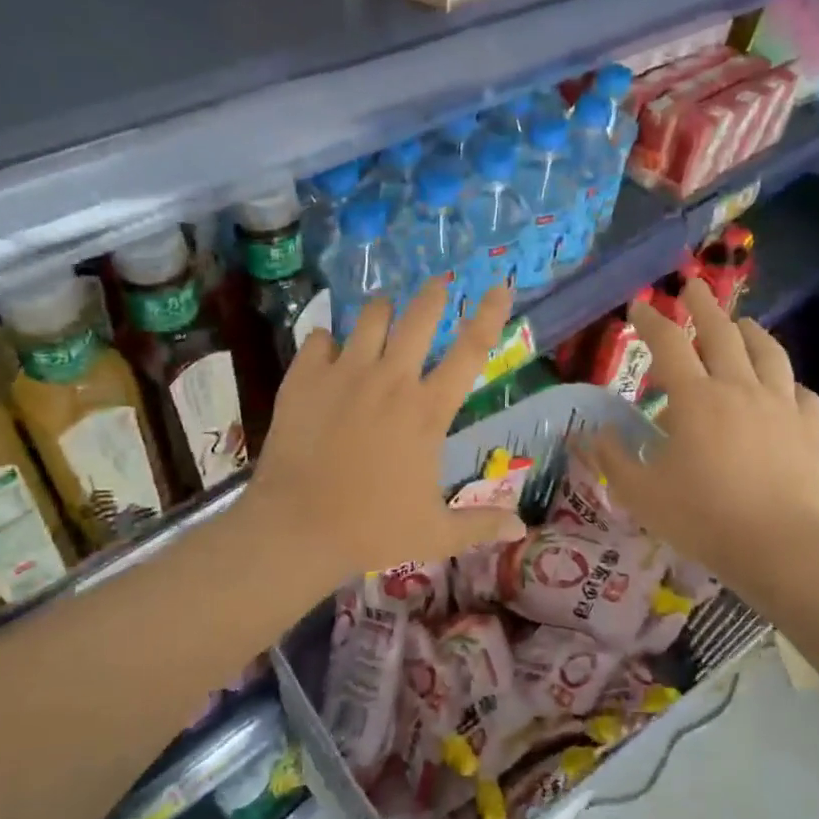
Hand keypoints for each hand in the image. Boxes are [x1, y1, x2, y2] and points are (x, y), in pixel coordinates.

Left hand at [242, 280, 526, 581]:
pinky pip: (319, 338)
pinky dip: (328, 340)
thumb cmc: (372, 530)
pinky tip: (328, 351)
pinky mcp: (303, 378)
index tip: (500, 287)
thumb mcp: (435, 533)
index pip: (471, 351)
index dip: (489, 315)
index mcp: (427, 411)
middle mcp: (390, 380)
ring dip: (382, 312)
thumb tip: (521, 530)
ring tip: (383, 314)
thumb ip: (480, 525)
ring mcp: (344, 374)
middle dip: (433, 294)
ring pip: (369, 317)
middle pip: (419, 317)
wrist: (297, 528)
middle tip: (438, 285)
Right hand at [579, 278, 818, 581]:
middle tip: (692, 285)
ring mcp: (780, 405)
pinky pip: (800, 392)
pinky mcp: (809, 429)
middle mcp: (739, 388)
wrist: (782, 547)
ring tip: (742, 322)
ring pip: (768, 353)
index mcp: (695, 398)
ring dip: (751, 331)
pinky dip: (786, 381)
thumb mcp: (640, 492)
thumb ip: (611, 458)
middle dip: (703, 305)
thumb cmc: (703, 517)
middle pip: (722, 333)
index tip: (639, 305)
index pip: (668, 345)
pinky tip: (783, 385)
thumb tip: (592, 432)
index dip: (651, 321)